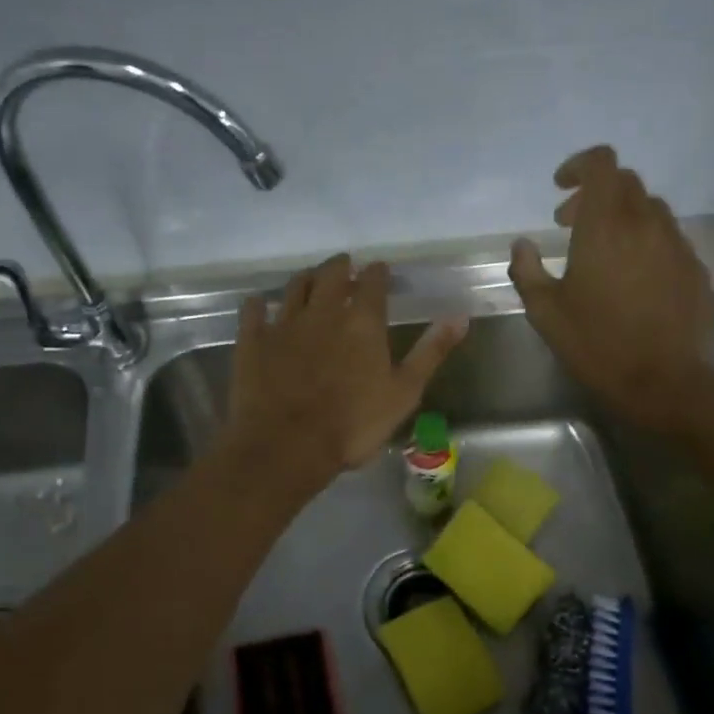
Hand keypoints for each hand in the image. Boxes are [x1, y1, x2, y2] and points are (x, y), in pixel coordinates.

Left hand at [226, 255, 468, 490]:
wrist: (287, 447)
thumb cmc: (353, 425)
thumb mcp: (404, 392)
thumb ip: (431, 352)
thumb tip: (460, 316)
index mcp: (362, 321)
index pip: (373, 281)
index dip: (378, 273)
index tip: (380, 271)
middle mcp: (323, 311)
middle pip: (330, 274)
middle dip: (340, 266)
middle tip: (344, 267)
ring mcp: (284, 324)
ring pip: (294, 286)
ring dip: (305, 278)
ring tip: (311, 280)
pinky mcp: (253, 341)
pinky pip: (253, 311)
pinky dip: (259, 304)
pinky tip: (260, 304)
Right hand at [508, 146, 713, 435]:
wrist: (666, 381)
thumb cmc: (597, 344)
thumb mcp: (545, 312)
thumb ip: (527, 271)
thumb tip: (522, 245)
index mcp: (605, 225)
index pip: (601, 163)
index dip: (579, 165)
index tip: (560, 189)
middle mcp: (646, 223)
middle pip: (625, 182)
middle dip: (594, 193)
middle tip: (570, 225)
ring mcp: (677, 243)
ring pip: (650, 208)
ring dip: (622, 216)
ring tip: (603, 251)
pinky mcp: (695, 266)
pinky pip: (668, 237)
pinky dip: (646, 240)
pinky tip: (634, 276)